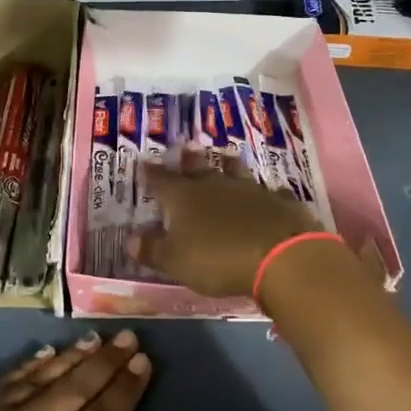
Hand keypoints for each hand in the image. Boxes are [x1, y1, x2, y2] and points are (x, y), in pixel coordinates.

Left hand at [0, 331, 154, 410]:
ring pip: (42, 377)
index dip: (125, 388)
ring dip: (73, 357)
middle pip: (76, 388)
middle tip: (128, 336)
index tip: (143, 361)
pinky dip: (30, 365)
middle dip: (106, 361)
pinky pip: (5, 380)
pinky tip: (45, 353)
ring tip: (95, 338)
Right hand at [132, 150, 323, 299]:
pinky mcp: (279, 202)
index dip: (151, 173)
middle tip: (187, 148)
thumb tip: (131, 240)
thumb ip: (153, 250)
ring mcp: (250, 190)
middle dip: (190, 161)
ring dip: (230, 165)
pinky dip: (268, 193)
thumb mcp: (176, 261)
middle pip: (199, 169)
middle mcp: (215, 186)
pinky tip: (273, 192)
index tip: (144, 161)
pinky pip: (272, 193)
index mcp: (184, 198)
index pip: (161, 181)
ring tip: (226, 155)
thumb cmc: (217, 260)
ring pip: (236, 172)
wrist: (279, 256)